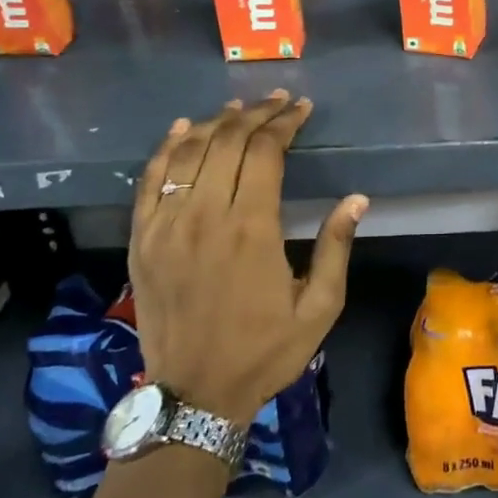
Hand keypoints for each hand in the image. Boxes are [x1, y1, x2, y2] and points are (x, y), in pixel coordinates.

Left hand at [128, 92, 366, 421]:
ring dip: (216, 123)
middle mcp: (206, 216)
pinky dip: (167, 147)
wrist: (196, 395)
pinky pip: (150, 180)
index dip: (285, 123)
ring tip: (239, 108)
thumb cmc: (266, 350)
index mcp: (252, 229)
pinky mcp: (141, 239)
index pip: (266, 151)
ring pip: (189, 152)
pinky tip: (184, 128)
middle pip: (228, 142)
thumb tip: (356, 199)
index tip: (301, 109)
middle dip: (256, 114)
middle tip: (277, 102)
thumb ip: (336, 248)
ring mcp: (166, 226)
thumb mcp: (320, 307)